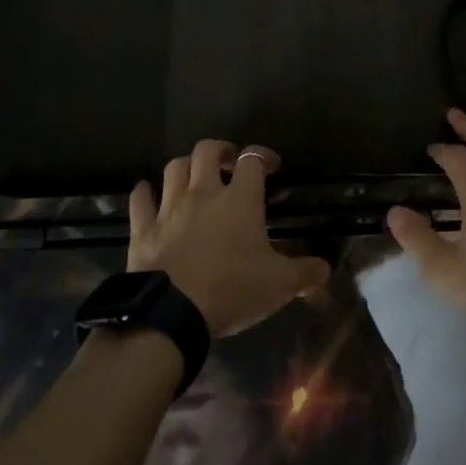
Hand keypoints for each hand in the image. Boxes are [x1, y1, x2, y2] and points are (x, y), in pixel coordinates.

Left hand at [128, 140, 331, 337]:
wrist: (172, 314)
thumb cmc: (231, 291)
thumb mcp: (279, 286)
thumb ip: (305, 273)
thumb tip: (325, 268)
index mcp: (239, 199)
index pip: (252, 160)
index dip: (263, 156)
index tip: (272, 167)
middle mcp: (203, 192)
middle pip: (207, 150)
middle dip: (220, 150)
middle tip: (229, 163)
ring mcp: (169, 207)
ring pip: (174, 167)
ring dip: (186, 166)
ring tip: (195, 177)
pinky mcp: (143, 228)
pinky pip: (140, 199)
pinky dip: (145, 192)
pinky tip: (149, 193)